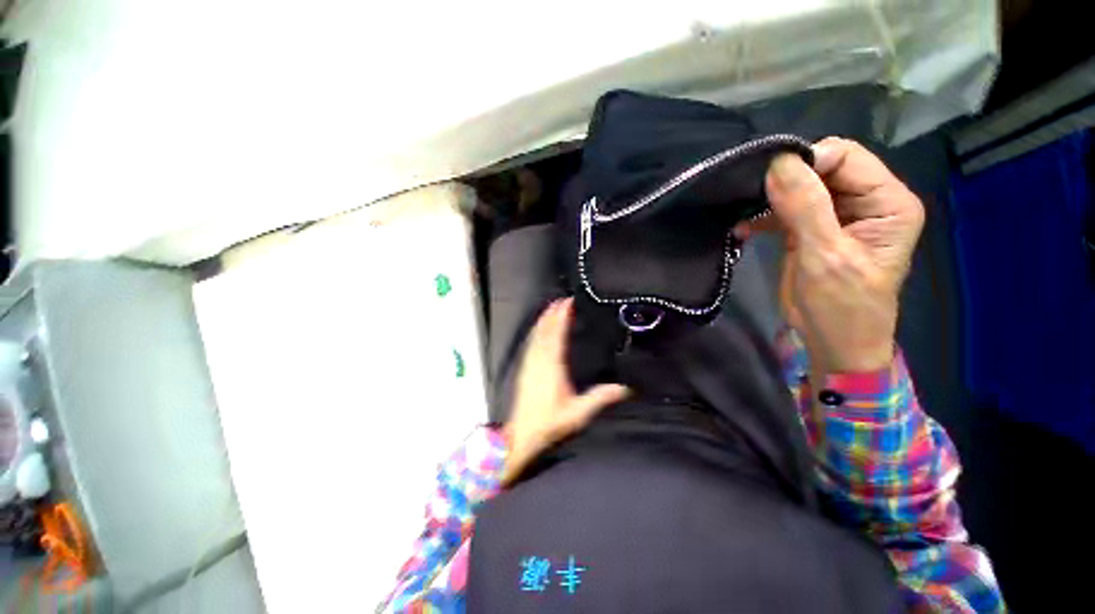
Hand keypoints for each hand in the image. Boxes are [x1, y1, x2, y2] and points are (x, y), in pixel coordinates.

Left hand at [502, 298, 629, 483]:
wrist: (522, 435)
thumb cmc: (550, 424)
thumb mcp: (578, 413)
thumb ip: (600, 398)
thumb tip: (625, 388)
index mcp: (552, 367)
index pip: (557, 336)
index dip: (562, 317)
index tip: (567, 302)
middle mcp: (539, 360)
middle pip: (545, 331)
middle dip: (552, 314)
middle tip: (560, 299)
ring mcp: (529, 363)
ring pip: (536, 335)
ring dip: (543, 320)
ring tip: (550, 307)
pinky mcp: (525, 368)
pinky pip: (530, 343)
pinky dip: (535, 331)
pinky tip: (538, 328)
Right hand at [735, 137, 924, 372]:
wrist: (831, 343)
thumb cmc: (842, 306)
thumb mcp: (826, 256)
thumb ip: (805, 208)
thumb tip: (778, 163)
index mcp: (887, 202)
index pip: (846, 157)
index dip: (808, 162)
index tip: (770, 183)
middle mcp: (865, 202)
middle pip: (822, 169)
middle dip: (785, 181)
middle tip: (751, 197)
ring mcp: (836, 217)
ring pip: (799, 189)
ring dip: (769, 200)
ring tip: (743, 214)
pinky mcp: (810, 232)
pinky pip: (784, 211)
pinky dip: (762, 217)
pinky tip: (743, 228)